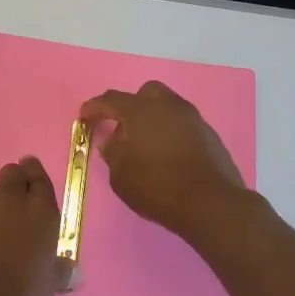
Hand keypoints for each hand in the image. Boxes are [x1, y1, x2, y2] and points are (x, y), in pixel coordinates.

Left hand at [0, 157, 66, 295]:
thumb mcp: (48, 286)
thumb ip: (56, 267)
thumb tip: (69, 268)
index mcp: (40, 214)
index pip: (38, 178)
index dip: (33, 175)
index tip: (29, 176)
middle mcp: (8, 201)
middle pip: (11, 174)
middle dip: (12, 184)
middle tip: (9, 208)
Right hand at [81, 81, 248, 239]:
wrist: (209, 203)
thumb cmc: (156, 187)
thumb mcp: (120, 175)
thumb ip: (113, 152)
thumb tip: (113, 141)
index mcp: (140, 111)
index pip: (111, 100)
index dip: (94, 107)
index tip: (85, 116)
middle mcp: (167, 106)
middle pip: (145, 93)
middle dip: (131, 106)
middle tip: (124, 128)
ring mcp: (192, 118)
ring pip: (167, 107)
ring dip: (154, 119)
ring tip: (147, 144)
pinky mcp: (209, 134)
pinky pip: (183, 124)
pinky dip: (171, 132)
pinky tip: (169, 155)